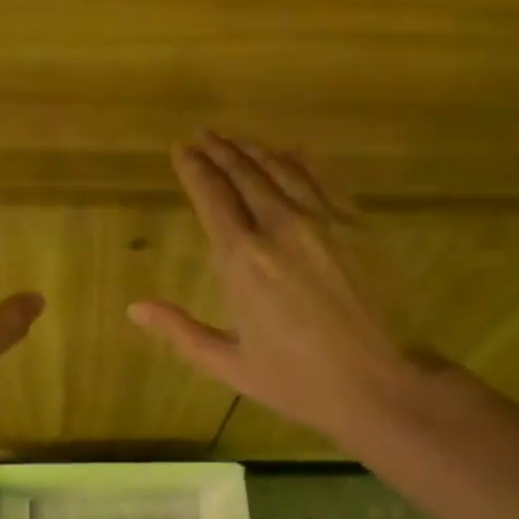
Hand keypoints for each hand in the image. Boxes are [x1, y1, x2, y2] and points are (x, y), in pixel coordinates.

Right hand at [129, 132, 428, 444]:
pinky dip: (302, 161)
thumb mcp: (229, 364)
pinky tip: (291, 151)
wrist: (383, 384)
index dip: (194, 169)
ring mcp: (324, 220)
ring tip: (237, 140)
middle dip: (220, 151)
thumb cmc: (298, 381)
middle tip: (204, 135)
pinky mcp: (358, 224)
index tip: (181, 149)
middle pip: (245, 174)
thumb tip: (135, 308)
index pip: (212, 197)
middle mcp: (280, 228)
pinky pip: (323, 179)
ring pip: (282, 169)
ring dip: (255, 151)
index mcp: (243, 261)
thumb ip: (180, 331)